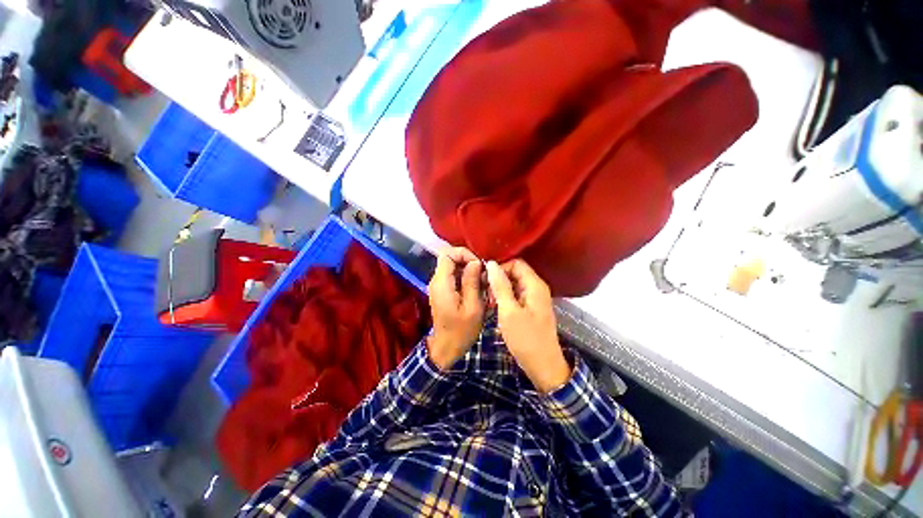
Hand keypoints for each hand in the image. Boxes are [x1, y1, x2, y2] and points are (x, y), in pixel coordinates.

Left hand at [427, 247, 485, 369]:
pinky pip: (453, 276)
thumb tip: (475, 262)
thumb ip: (472, 282)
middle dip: (468, 262)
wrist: (447, 347)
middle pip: (449, 258)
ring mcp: (438, 286)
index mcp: (442, 283)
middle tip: (483, 275)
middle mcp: (436, 281)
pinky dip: (465, 277)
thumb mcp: (473, 307)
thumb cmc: (461, 331)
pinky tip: (476, 289)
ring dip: (468, 270)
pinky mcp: (442, 291)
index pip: (447, 254)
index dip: (464, 254)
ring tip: (482, 283)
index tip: (479, 266)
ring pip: (452, 267)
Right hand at [486, 259, 570, 392]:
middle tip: (486, 293)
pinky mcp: (531, 307)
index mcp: (534, 285)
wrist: (543, 365)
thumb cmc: (525, 338)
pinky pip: (517, 295)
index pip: (515, 263)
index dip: (500, 268)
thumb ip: (500, 286)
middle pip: (515, 272)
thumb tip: (491, 264)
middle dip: (499, 279)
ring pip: (514, 284)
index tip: (486, 280)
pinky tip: (497, 307)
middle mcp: (537, 287)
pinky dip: (505, 298)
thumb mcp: (508, 311)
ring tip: (490, 302)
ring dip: (500, 289)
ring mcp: (535, 298)